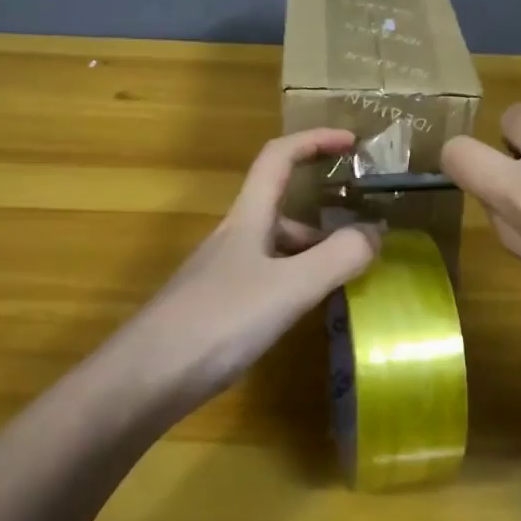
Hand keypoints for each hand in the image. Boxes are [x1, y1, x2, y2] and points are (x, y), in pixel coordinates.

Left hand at [104, 129, 382, 414]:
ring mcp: (223, 273)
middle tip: (364, 235)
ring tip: (348, 278)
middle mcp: (235, 237)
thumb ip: (337, 258)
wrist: (143, 380)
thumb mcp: (289, 287)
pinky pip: (268, 279)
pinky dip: (296, 283)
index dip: (314, 140)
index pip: (279, 157)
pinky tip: (308, 311)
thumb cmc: (218, 321)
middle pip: (281, 206)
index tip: (352, 143)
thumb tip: (377, 231)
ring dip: (313, 252)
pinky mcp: (218, 308)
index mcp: (248, 217)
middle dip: (324, 213)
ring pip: (276, 247)